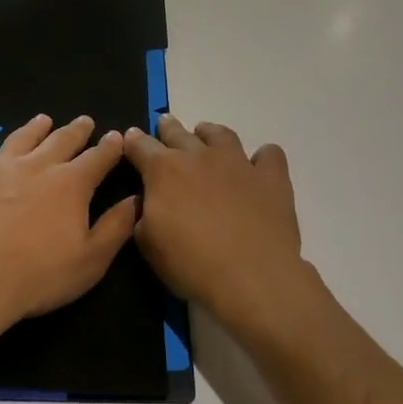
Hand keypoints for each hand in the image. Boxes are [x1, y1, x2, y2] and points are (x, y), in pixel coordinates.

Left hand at [0, 114, 138, 339]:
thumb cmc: (38, 276)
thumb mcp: (91, 260)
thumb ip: (116, 226)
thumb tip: (135, 198)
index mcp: (71, 184)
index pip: (97, 158)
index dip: (110, 147)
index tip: (116, 136)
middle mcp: (37, 166)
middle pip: (61, 140)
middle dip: (76, 130)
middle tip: (84, 121)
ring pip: (20, 138)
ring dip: (34, 128)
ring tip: (43, 119)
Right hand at [124, 114, 312, 329]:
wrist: (251, 276)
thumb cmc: (191, 264)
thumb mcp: (149, 245)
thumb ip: (143, 216)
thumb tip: (146, 202)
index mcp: (164, 171)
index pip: (141, 146)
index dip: (133, 142)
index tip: (131, 140)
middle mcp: (200, 156)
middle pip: (179, 132)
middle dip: (168, 129)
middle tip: (165, 127)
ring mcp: (238, 163)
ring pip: (221, 134)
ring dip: (209, 134)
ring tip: (206, 138)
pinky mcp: (271, 177)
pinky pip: (269, 154)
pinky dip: (262, 158)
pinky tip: (258, 167)